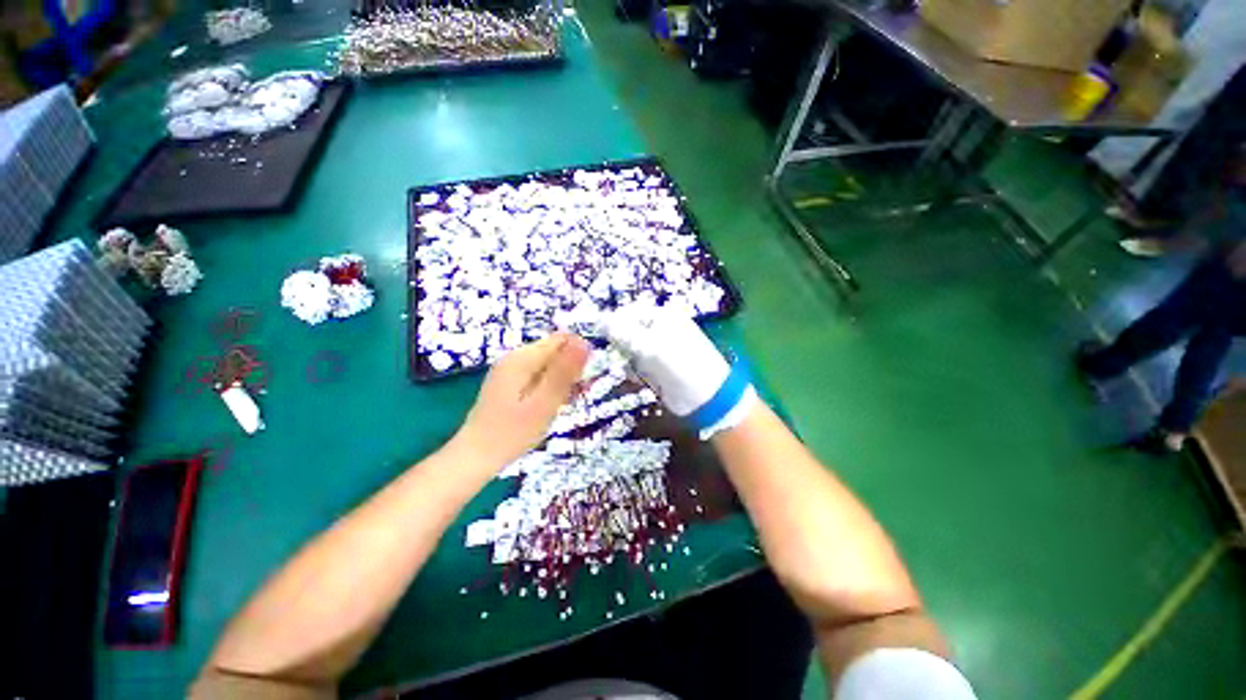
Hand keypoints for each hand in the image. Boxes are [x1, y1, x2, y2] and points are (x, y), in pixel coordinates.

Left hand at [454, 332, 590, 469]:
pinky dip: (550, 387)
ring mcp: (511, 370)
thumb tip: (583, 342)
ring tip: (563, 404)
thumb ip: (564, 372)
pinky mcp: (510, 383)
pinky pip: (538, 376)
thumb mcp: (544, 402)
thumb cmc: (512, 432)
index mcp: (522, 358)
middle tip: (574, 397)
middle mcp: (515, 358)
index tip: (583, 381)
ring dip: (562, 380)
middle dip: (570, 369)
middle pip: (554, 351)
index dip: (578, 355)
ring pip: (548, 364)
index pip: (561, 339)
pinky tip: (551, 405)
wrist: (475, 457)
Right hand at [602, 305, 729, 415]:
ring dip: (624, 359)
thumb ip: (623, 332)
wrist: (706, 399)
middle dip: (619, 343)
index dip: (613, 322)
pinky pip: (637, 364)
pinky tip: (636, 378)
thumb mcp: (650, 346)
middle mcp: (660, 330)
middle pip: (628, 331)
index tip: (598, 335)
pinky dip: (633, 371)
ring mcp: (659, 349)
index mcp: (662, 317)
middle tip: (616, 356)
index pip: (630, 312)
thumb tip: (599, 320)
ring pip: (630, 349)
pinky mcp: (657, 368)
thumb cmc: (679, 365)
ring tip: (628, 369)